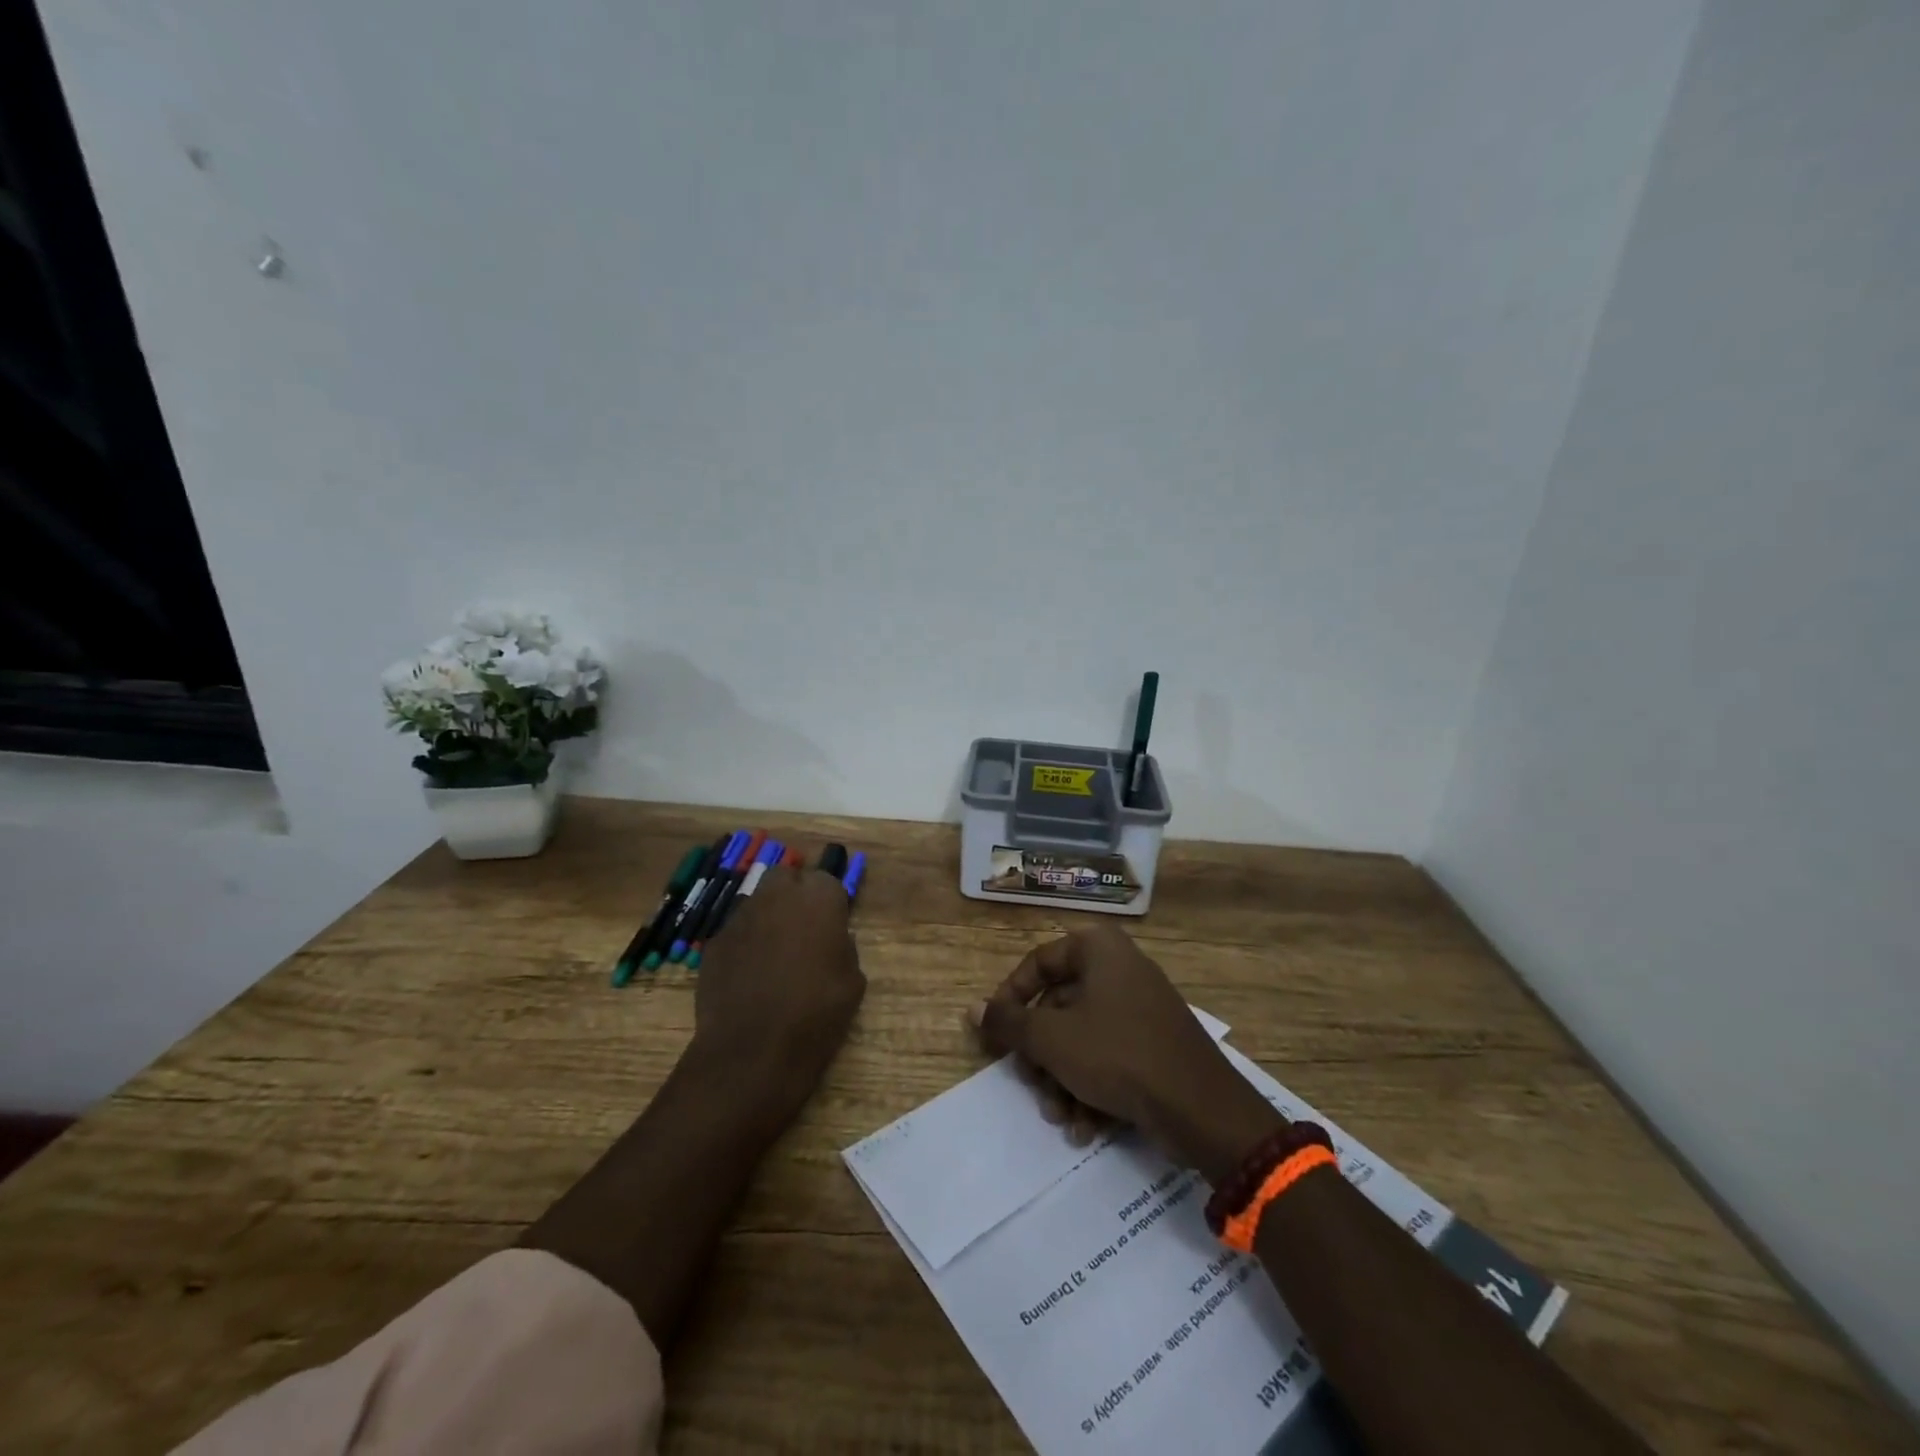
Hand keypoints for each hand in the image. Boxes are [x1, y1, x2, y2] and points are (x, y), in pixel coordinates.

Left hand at [691, 865, 865, 1119]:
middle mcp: (777, 895)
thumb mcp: (853, 981)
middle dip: (794, 894)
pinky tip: (750, 977)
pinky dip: (745, 945)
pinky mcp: (715, 943)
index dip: (830, 903)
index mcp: (818, 898)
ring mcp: (741, 917)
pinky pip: (737, 933)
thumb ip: (844, 948)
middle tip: (804, 929)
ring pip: (758, 902)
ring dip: (768, 917)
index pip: (827, 880)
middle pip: (786, 877)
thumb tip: (833, 941)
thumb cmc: (816, 1013)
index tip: (833, 926)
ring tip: (776, 955)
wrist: (753, 1052)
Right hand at [972, 925, 1283, 1184]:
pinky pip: (1112, 1055)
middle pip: (1060, 1005)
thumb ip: (1009, 1023)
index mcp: (1099, 949)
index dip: (1010, 998)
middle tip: (1032, 1086)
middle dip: (1042, 1055)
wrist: (1200, 1107)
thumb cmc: (1116, 1054)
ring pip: (1084, 1037)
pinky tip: (1086, 1128)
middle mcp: (1122, 967)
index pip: (1038, 962)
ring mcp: (1143, 1006)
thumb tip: (973, 1009)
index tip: (997, 1035)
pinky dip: (1093, 1088)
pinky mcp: (1157, 1043)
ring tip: (1061, 1118)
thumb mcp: (1052, 1039)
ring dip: (1064, 1079)